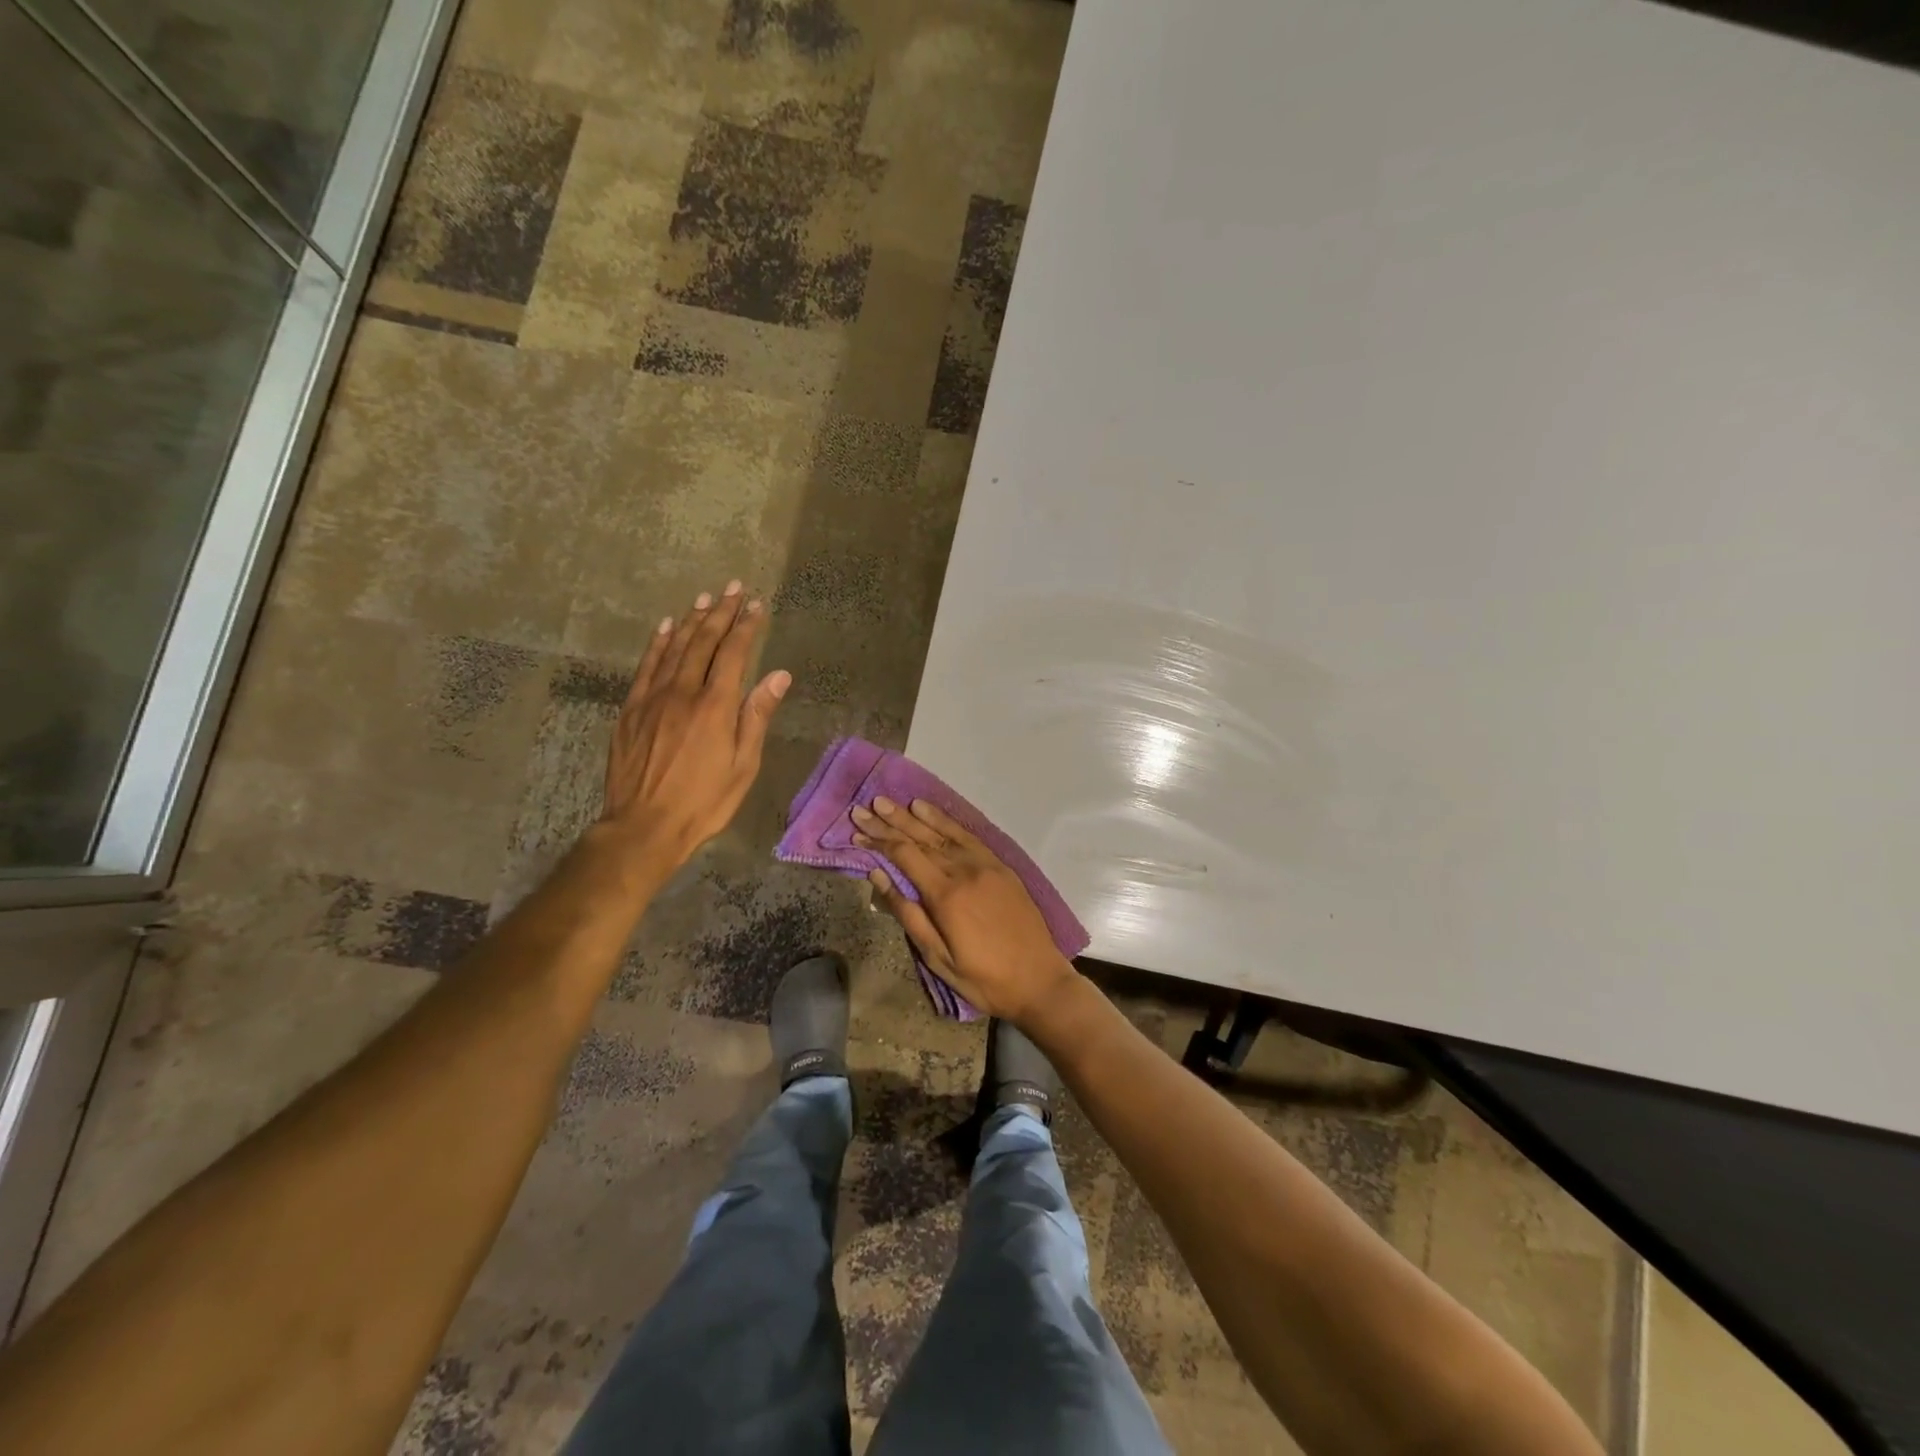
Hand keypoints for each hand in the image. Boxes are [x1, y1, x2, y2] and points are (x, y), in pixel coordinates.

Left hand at [601, 581, 790, 867]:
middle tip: (733, 588)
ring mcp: (653, 698)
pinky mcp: (631, 710)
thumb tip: (778, 675)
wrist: (644, 826)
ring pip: (675, 648)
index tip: (757, 606)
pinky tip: (666, 627)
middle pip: (704, 643)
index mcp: (715, 706)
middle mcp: (683, 692)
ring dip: (692, 621)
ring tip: (705, 598)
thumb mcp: (743, 765)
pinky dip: (658, 643)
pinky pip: (646, 666)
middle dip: (721, 613)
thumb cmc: (704, 801)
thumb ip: (757, 716)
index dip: (747, 627)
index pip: (734, 654)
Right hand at [853, 797, 1079, 1024]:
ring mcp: (985, 865)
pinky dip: (946, 821)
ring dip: (914, 816)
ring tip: (890, 802)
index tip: (857, 827)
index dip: (879, 840)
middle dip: (890, 821)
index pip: (904, 856)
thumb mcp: (938, 958)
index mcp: (946, 895)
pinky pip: (967, 835)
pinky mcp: (1000, 866)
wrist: (1039, 980)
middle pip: (921, 839)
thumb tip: (879, 875)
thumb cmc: (983, 978)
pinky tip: (928, 810)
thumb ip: (907, 913)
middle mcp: (964, 870)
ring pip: (943, 833)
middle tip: (865, 805)